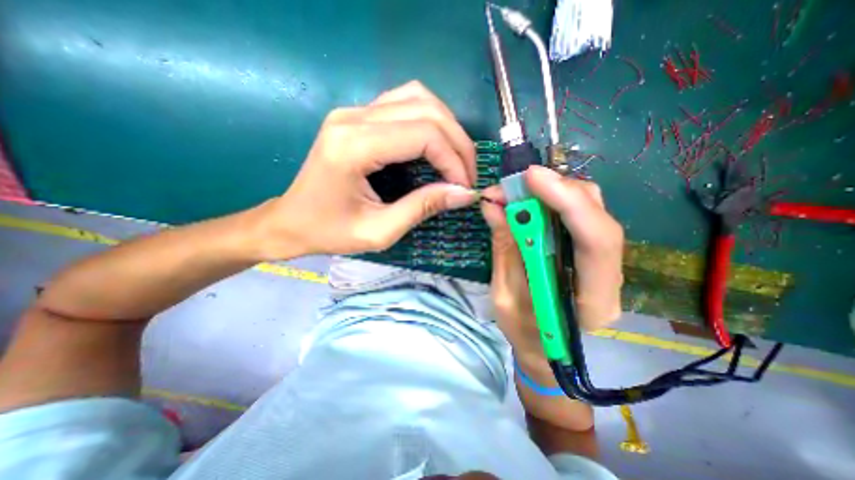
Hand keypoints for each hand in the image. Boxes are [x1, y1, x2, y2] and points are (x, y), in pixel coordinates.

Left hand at [253, 81, 479, 260]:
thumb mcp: (380, 231)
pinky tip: (435, 145)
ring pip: (419, 98)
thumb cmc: (330, 232)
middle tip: (466, 176)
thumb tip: (464, 193)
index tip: (464, 188)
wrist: (291, 221)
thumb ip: (422, 208)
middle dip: (458, 143)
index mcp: (354, 146)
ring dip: (447, 127)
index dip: (454, 160)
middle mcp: (353, 117)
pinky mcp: (357, 116)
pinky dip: (429, 120)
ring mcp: (353, 111)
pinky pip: (404, 102)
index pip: (424, 134)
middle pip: (426, 110)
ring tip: (455, 160)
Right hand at [480, 164, 622, 355]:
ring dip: (554, 192)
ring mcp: (604, 262)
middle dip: (556, 190)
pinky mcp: (589, 252)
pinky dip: (553, 201)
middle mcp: (609, 276)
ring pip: (591, 210)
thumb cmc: (524, 333)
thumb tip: (493, 205)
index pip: (595, 241)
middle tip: (516, 183)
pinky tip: (530, 201)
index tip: (530, 178)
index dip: (566, 202)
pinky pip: (578, 216)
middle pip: (597, 216)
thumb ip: (505, 249)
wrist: (545, 351)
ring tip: (518, 192)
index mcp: (592, 300)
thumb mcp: (505, 296)